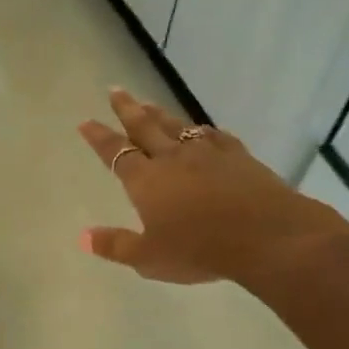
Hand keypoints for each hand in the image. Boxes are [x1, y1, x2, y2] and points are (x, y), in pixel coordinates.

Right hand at [77, 89, 348, 284]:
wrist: (265, 235)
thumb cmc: (200, 249)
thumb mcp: (150, 258)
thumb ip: (116, 245)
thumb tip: (83, 237)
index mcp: (146, 181)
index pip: (116, 152)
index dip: (99, 137)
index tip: (86, 122)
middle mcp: (172, 159)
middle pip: (144, 127)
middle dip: (127, 108)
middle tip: (115, 90)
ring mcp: (206, 153)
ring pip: (176, 126)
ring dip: (159, 113)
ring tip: (148, 103)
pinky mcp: (237, 155)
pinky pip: (213, 136)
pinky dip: (201, 130)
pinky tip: (201, 130)